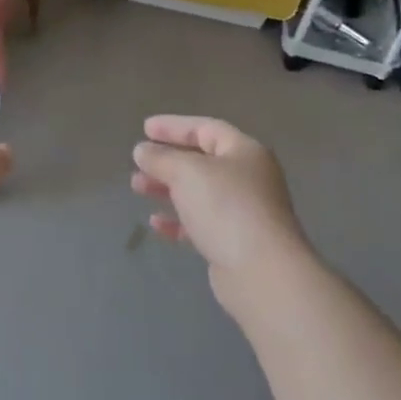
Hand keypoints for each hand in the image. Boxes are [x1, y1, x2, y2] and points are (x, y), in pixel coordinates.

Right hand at [131, 116, 311, 303]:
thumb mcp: (186, 172)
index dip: (174, 126)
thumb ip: (161, 158)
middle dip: (167, 161)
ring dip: (167, 188)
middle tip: (138, 164)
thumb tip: (142, 151)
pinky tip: (156, 224)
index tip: (145, 129)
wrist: (262, 273)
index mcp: (244, 152)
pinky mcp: (236, 242)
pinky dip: (178, 220)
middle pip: (201, 161)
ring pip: (199, 193)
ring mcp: (244, 212)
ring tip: (138, 188)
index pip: (206, 128)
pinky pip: (201, 223)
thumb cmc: (226, 207)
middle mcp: (248, 178)